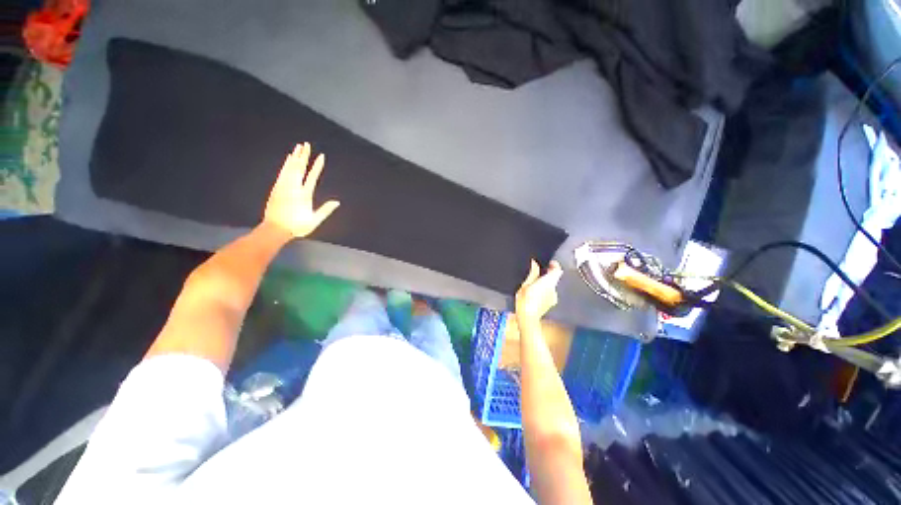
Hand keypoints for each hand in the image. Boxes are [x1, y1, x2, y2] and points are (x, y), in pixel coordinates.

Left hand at [263, 142, 339, 237]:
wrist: (275, 229)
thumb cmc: (296, 226)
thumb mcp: (314, 220)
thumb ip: (325, 210)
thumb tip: (337, 202)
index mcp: (303, 195)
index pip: (312, 177)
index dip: (317, 166)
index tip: (321, 156)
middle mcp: (293, 188)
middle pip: (299, 168)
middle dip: (303, 156)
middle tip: (306, 144)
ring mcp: (283, 187)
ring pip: (289, 168)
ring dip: (294, 157)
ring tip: (298, 147)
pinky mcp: (276, 188)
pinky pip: (283, 172)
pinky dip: (286, 164)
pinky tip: (288, 160)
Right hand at [515, 260, 562, 323]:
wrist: (527, 318)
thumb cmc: (525, 300)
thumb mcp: (525, 284)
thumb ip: (532, 273)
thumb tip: (534, 263)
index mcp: (549, 282)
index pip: (558, 270)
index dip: (554, 265)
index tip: (549, 262)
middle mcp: (554, 290)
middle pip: (554, 278)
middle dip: (547, 274)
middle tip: (538, 272)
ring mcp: (553, 298)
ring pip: (551, 287)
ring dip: (545, 283)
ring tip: (534, 283)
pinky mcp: (550, 304)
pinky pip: (549, 294)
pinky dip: (544, 291)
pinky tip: (535, 293)